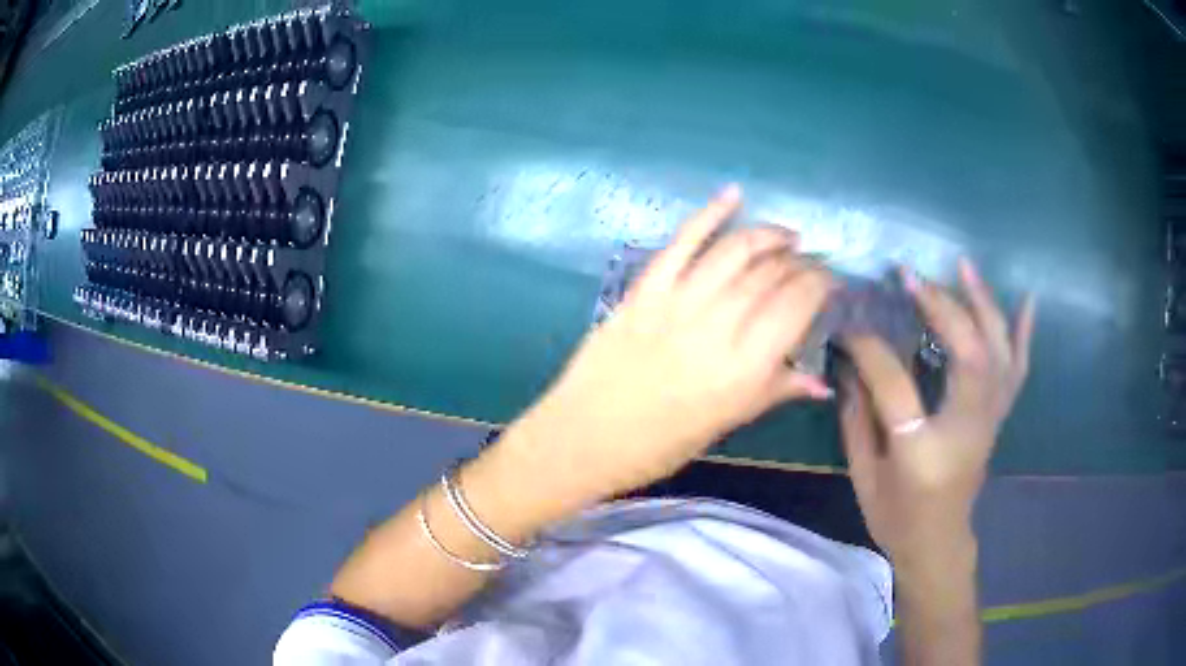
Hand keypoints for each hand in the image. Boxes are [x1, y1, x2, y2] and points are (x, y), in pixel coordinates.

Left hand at [513, 185, 834, 501]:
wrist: (583, 438)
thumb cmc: (657, 446)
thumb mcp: (723, 425)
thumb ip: (773, 392)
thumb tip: (821, 383)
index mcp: (743, 371)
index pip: (796, 308)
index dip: (819, 285)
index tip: (829, 280)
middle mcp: (717, 329)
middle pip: (770, 276)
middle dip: (799, 261)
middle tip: (810, 260)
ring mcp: (677, 303)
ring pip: (734, 252)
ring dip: (767, 236)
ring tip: (786, 235)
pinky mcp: (644, 290)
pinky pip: (682, 242)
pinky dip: (709, 213)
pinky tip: (733, 195)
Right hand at [839, 259, 1035, 568]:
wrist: (939, 543)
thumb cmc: (897, 517)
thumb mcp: (864, 475)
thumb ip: (857, 417)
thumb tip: (849, 362)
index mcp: (923, 452)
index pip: (897, 385)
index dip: (871, 349)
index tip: (849, 324)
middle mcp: (967, 429)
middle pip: (967, 355)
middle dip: (941, 307)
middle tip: (910, 276)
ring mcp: (990, 420)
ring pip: (998, 352)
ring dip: (983, 304)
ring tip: (964, 265)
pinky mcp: (998, 416)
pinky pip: (1017, 369)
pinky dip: (1024, 333)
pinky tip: (1027, 299)